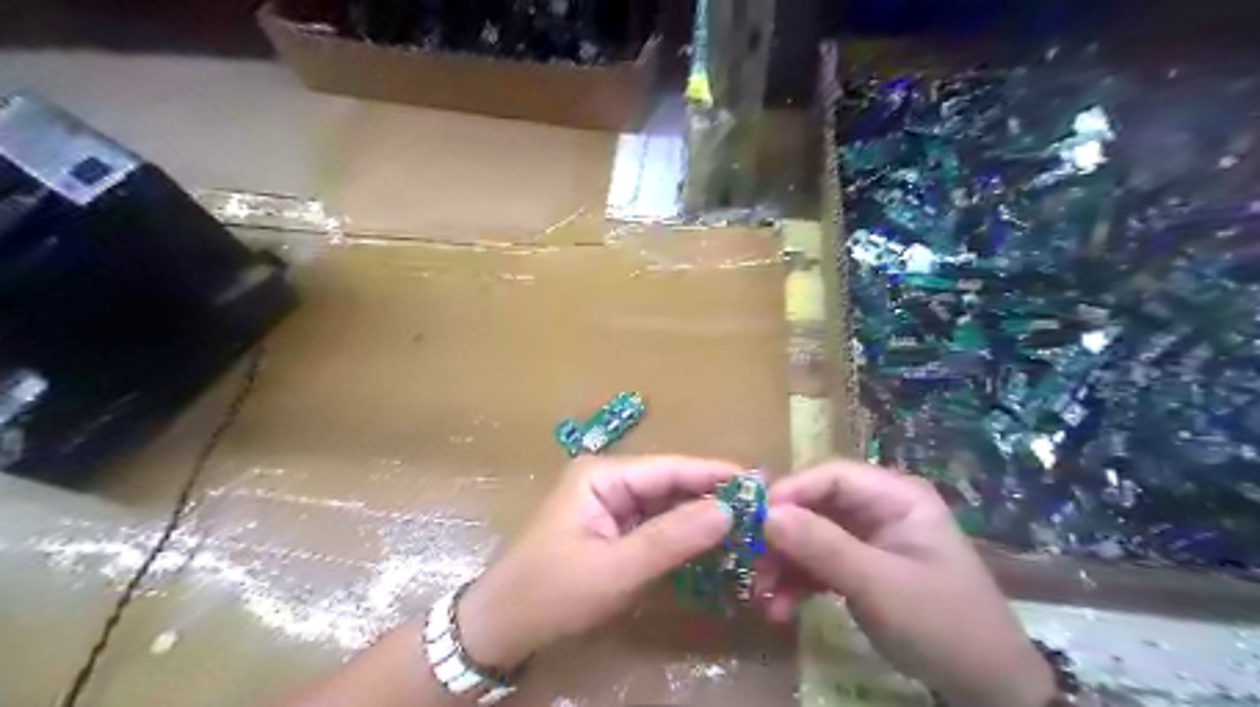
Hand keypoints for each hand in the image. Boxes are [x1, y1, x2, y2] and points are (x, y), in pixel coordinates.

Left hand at [462, 458, 740, 668]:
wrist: (501, 627)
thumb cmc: (552, 592)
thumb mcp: (616, 569)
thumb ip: (673, 538)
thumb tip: (728, 510)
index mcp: (603, 475)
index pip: (670, 468)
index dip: (714, 473)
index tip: (759, 482)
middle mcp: (608, 480)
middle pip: (669, 484)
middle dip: (711, 497)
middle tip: (761, 510)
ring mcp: (608, 505)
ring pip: (665, 505)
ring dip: (700, 517)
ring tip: (747, 526)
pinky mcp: (611, 529)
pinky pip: (654, 525)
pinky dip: (681, 535)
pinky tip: (712, 543)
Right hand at [758, 461, 1055, 706]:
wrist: (986, 688)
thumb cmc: (942, 623)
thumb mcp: (879, 585)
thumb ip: (822, 546)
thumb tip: (766, 515)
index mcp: (895, 496)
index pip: (832, 476)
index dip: (791, 492)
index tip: (755, 519)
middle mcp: (878, 509)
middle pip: (815, 506)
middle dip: (782, 536)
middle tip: (752, 563)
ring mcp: (868, 539)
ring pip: (811, 536)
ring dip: (784, 564)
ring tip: (762, 596)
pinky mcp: (860, 567)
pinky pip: (819, 564)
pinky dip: (798, 583)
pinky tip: (781, 609)